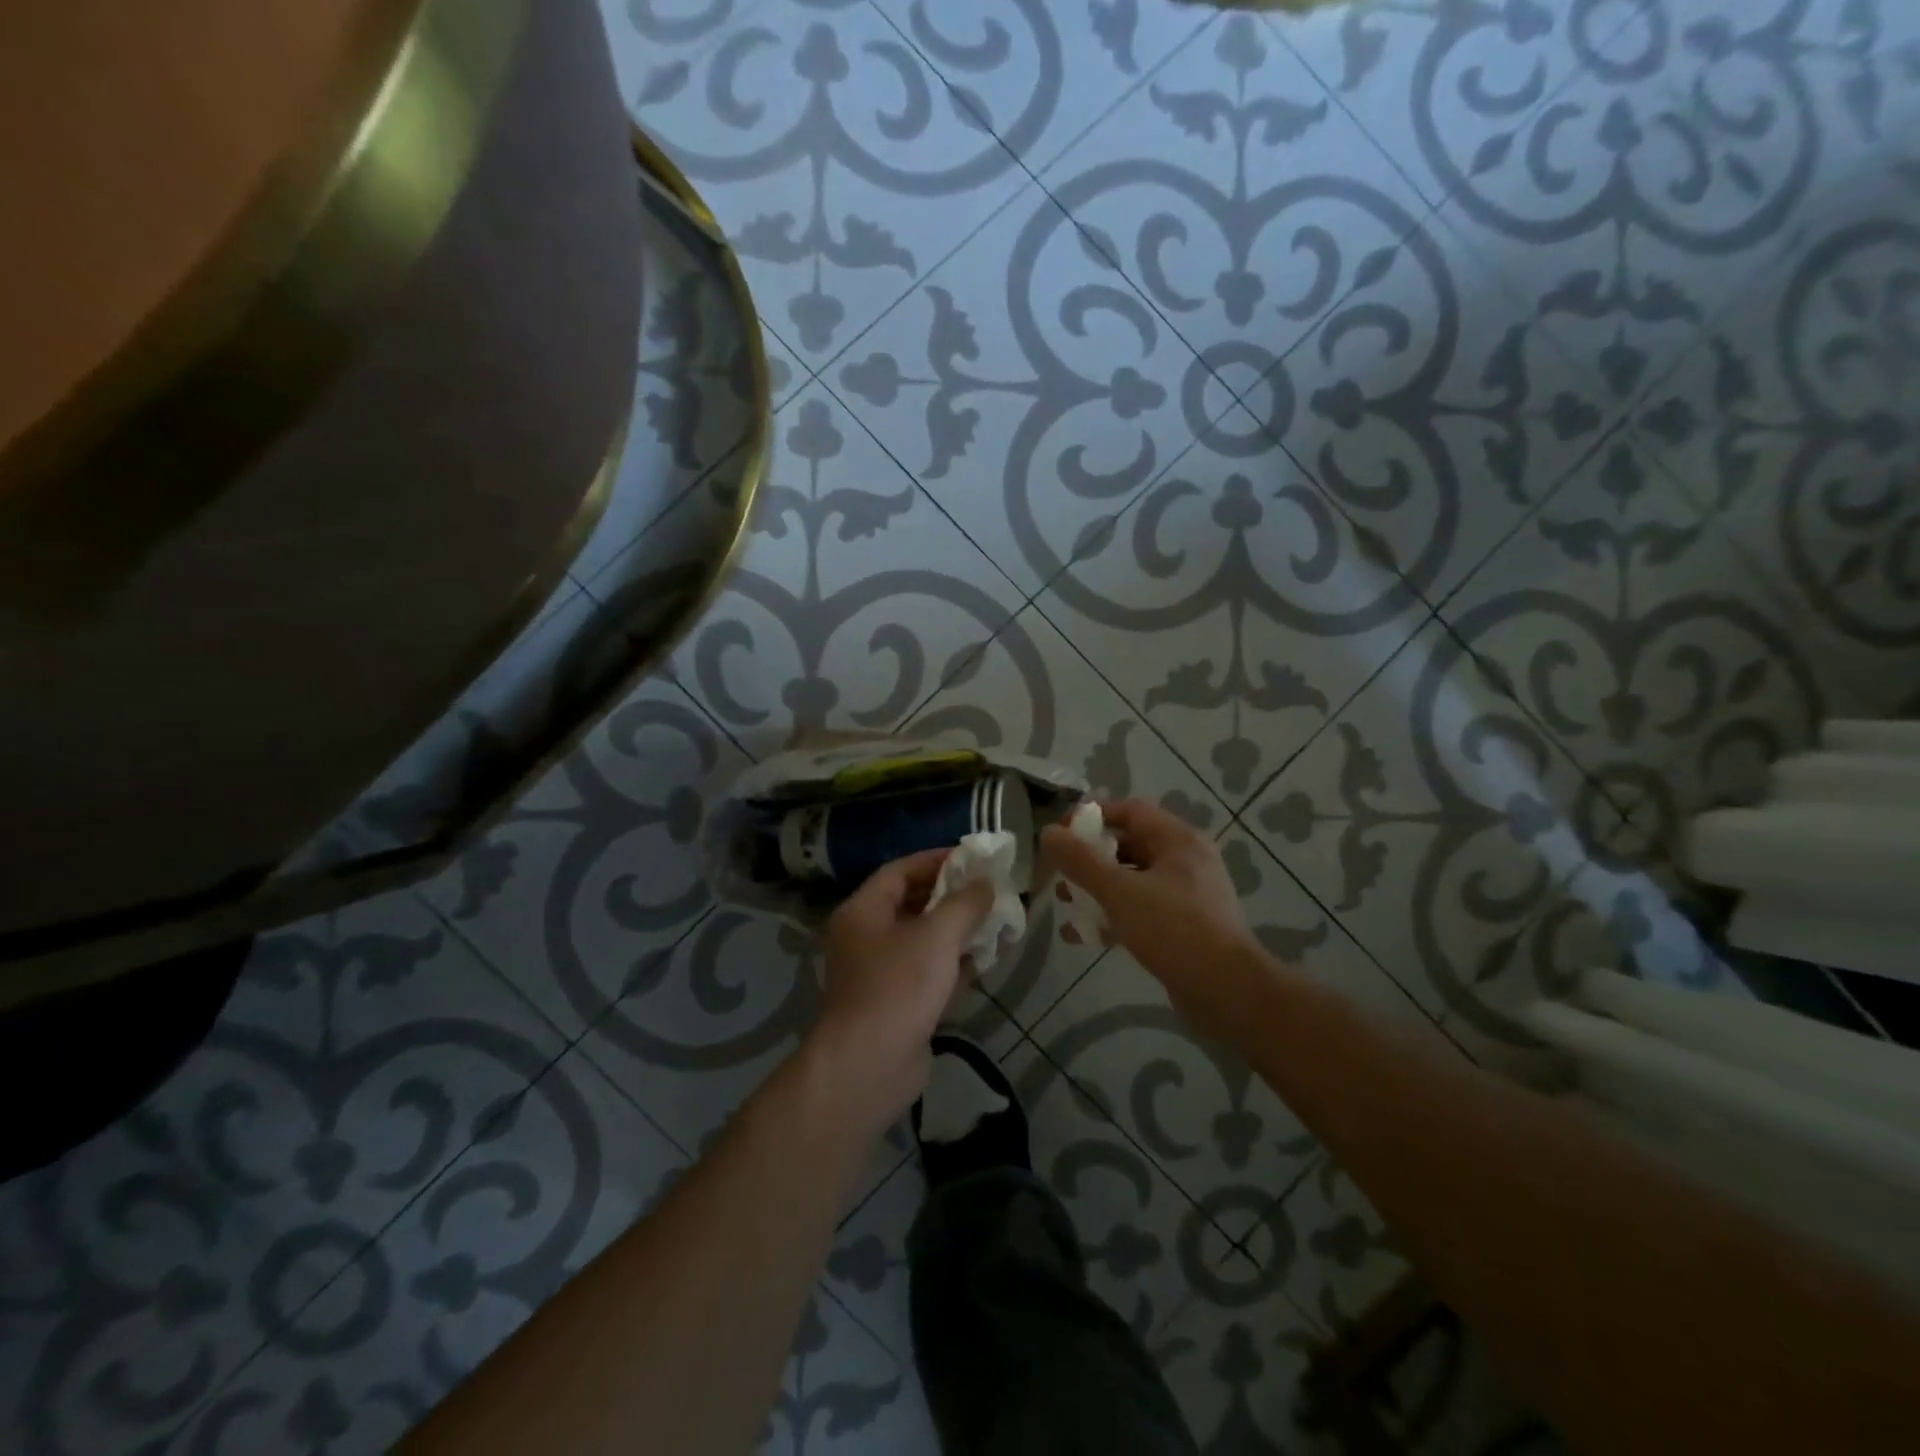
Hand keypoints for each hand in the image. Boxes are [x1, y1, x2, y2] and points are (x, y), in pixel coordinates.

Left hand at [809, 849, 993, 1133]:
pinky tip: (984, 961)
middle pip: (913, 904)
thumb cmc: (898, 987)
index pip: (901, 870)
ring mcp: (880, 972)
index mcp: (864, 911)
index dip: (937, 860)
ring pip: (923, 940)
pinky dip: (952, 964)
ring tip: (997, 921)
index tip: (974, 859)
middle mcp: (867, 936)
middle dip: (953, 897)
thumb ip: (965, 904)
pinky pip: (927, 972)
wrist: (868, 1066)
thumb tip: (986, 883)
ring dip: (957, 931)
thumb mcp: (937, 936)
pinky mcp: (896, 1003)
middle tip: (992, 891)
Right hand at [1041, 800, 1257, 1033]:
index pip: (1130, 811)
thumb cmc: (1174, 929)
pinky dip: (1113, 917)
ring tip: (1066, 904)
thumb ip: (1081, 861)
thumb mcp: (1120, 891)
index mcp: (1178, 841)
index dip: (1093, 817)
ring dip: (1097, 890)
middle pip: (1129, 846)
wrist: (1228, 991)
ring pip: (1133, 881)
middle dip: (1091, 858)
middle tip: (1061, 873)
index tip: (1061, 834)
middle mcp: (1185, 861)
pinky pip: (1141, 911)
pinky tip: (1081, 937)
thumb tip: (1048, 832)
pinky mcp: (1183, 927)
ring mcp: (1186, 896)